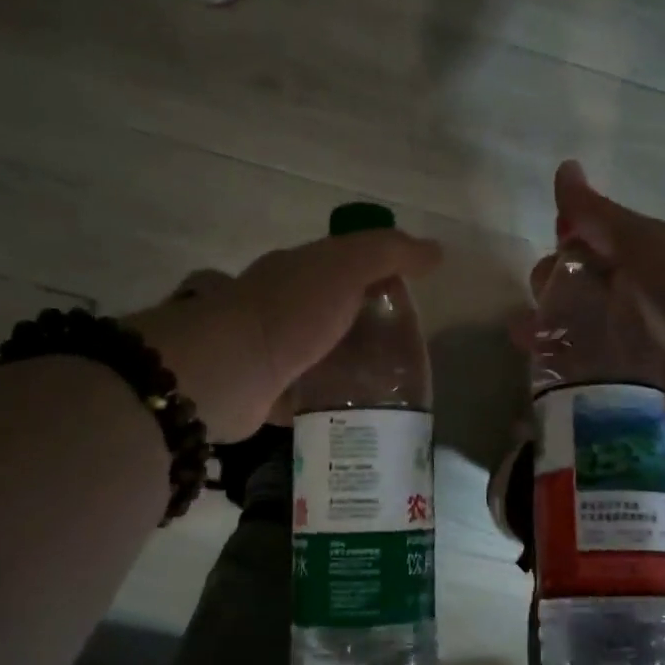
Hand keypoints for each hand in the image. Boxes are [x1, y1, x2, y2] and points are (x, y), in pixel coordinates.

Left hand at [123, 228, 442, 443]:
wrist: (227, 371)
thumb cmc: (289, 311)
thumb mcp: (345, 266)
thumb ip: (389, 253)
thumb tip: (436, 251)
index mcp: (299, 270)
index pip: (348, 265)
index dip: (382, 278)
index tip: (412, 302)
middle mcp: (284, 305)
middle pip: (337, 312)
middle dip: (370, 329)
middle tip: (409, 354)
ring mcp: (274, 350)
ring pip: (326, 355)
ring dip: (354, 368)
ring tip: (394, 388)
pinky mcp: (270, 392)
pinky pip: (311, 395)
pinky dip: (333, 402)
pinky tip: (361, 413)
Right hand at [509, 161, 664, 437]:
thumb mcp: (640, 241)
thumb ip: (596, 214)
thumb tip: (564, 167)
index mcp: (632, 267)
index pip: (580, 255)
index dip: (558, 256)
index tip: (548, 269)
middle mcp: (628, 306)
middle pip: (571, 300)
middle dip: (547, 302)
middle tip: (537, 314)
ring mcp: (628, 352)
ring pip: (573, 342)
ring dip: (546, 342)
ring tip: (528, 347)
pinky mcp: (629, 391)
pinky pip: (587, 384)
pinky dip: (564, 381)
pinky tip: (543, 383)